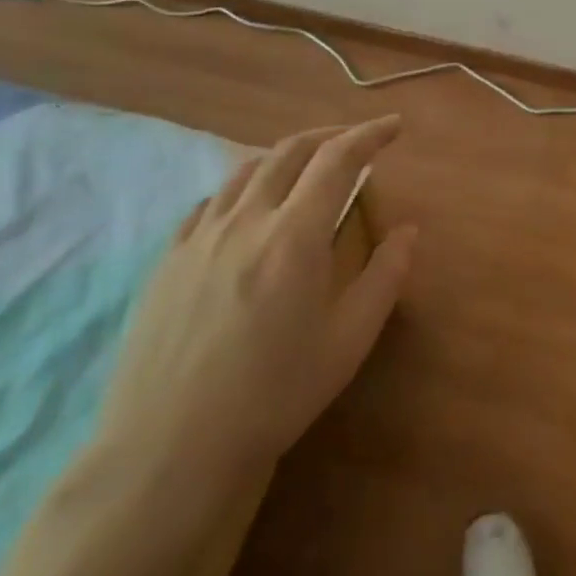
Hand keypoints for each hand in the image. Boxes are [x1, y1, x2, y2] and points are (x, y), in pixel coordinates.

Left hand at [93, 116, 415, 492]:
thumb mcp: (349, 339)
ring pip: (246, 170)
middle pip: (289, 151)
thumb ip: (385, 276)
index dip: (369, 135)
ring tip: (306, 168)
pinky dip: (242, 188)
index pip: (338, 159)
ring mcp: (199, 236)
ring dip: (285, 156)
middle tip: (356, 141)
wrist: (171, 448)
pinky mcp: (167, 259)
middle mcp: (246, 219)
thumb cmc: (275, 394)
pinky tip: (247, 209)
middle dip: (329, 135)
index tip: (393, 127)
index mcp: (295, 235)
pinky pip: (208, 202)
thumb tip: (408, 230)